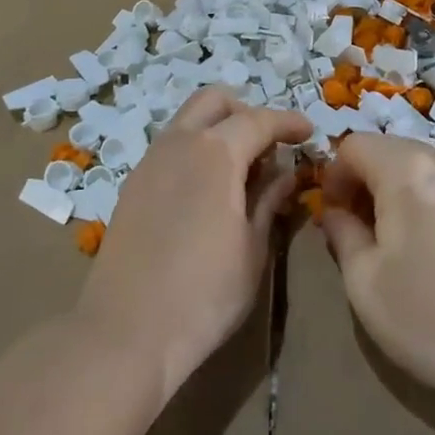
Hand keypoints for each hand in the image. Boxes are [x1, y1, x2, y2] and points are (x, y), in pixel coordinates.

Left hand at [76, 88, 310, 395]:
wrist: (125, 333)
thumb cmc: (205, 293)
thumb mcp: (253, 248)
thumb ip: (270, 200)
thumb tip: (287, 172)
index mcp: (215, 152)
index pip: (259, 119)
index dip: (288, 122)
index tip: (309, 132)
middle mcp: (179, 143)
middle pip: (215, 101)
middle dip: (247, 112)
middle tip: (269, 146)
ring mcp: (149, 162)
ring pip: (188, 120)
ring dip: (218, 129)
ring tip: (241, 170)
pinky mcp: (132, 185)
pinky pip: (170, 147)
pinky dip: (195, 150)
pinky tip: (208, 190)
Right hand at [321, 135, 434, 409]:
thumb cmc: (429, 319)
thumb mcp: (364, 282)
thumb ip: (342, 233)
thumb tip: (335, 212)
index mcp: (407, 171)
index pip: (355, 145)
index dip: (336, 175)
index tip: (336, 214)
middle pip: (394, 149)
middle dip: (371, 179)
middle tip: (367, 228)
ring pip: (430, 167)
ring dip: (407, 189)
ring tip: (409, 239)